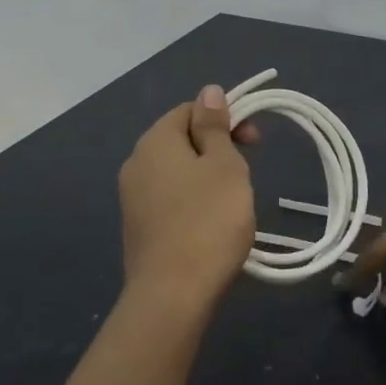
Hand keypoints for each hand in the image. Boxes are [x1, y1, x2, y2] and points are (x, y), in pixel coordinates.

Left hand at [118, 87, 257, 315]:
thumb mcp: (224, 165)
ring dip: (207, 175)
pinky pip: (169, 198)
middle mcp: (136, 164)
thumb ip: (214, 126)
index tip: (253, 141)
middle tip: (247, 170)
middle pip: (180, 139)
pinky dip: (193, 200)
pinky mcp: (138, 227)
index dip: (225, 118)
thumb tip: (208, 91)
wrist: (174, 293)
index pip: (189, 110)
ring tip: (233, 199)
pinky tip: (211, 223)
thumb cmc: (209, 220)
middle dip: (217, 147)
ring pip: (177, 170)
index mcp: (155, 142)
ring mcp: (132, 198)